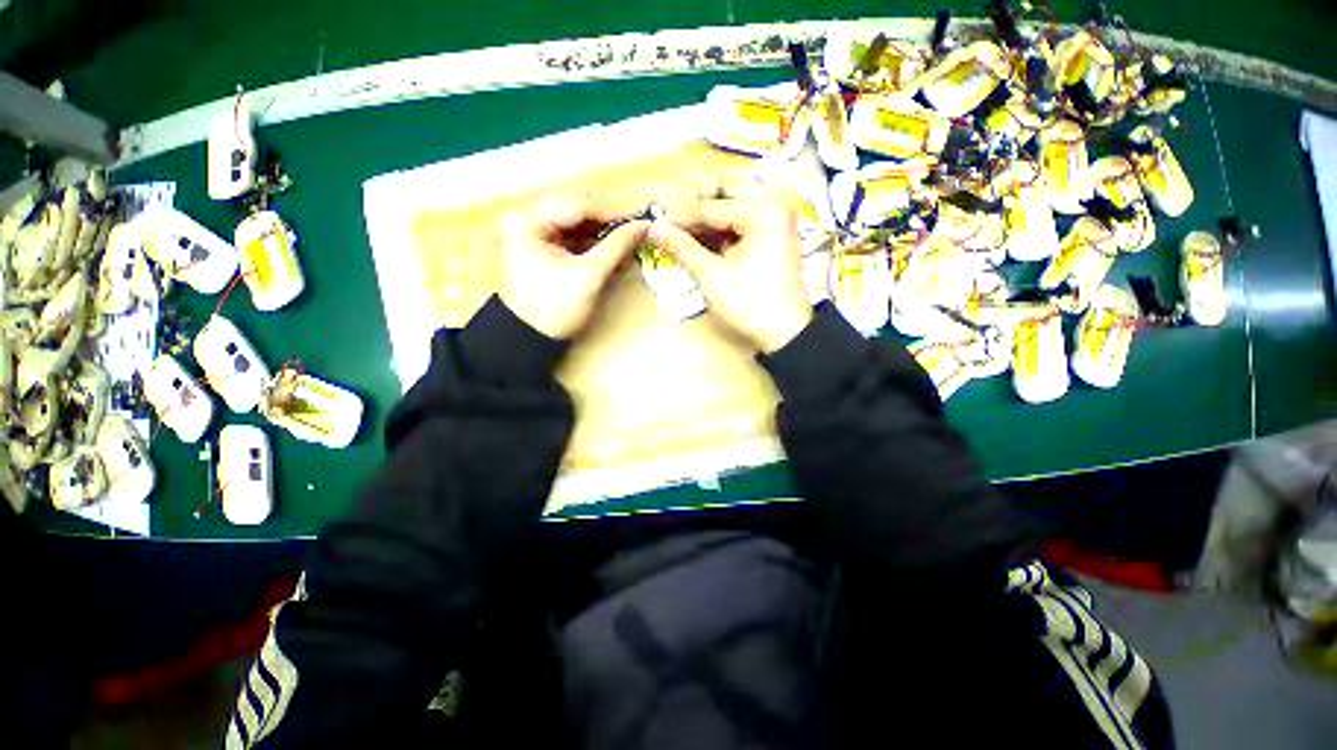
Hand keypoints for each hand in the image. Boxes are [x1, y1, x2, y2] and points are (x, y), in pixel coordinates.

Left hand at [498, 195, 648, 339]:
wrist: (530, 338)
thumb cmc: (555, 308)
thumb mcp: (588, 275)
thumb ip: (617, 246)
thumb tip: (643, 226)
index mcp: (527, 220)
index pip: (577, 204)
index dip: (612, 212)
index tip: (639, 221)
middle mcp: (525, 218)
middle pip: (576, 211)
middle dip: (607, 225)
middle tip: (634, 234)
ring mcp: (530, 232)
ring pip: (575, 224)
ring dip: (602, 236)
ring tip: (627, 248)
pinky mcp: (538, 246)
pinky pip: (570, 237)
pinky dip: (591, 245)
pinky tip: (611, 255)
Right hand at [649, 193, 812, 352]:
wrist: (786, 333)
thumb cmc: (750, 304)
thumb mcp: (712, 276)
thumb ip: (682, 248)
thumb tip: (654, 229)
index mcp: (762, 211)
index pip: (709, 206)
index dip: (678, 218)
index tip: (654, 227)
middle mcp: (772, 205)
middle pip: (723, 198)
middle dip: (694, 214)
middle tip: (670, 231)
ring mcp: (775, 219)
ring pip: (731, 210)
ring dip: (706, 224)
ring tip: (682, 240)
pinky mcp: (773, 234)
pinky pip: (740, 224)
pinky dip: (720, 234)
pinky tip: (702, 246)